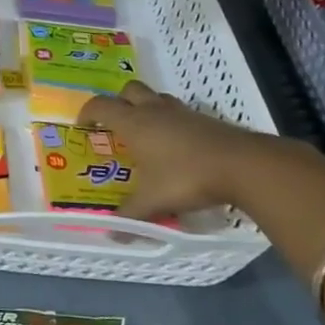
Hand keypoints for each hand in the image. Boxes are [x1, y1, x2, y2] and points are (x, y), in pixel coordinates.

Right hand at [78, 80, 314, 219]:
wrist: (242, 165)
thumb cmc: (187, 177)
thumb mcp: (154, 201)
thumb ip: (131, 216)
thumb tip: (113, 235)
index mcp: (133, 123)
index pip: (101, 106)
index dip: (87, 112)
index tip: (82, 126)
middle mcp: (154, 110)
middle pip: (128, 90)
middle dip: (118, 101)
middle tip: (115, 124)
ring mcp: (181, 111)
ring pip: (155, 97)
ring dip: (145, 107)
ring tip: (145, 131)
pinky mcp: (203, 118)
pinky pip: (178, 111)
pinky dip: (170, 120)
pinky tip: (175, 144)